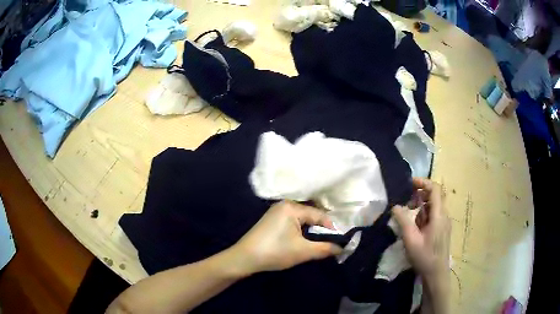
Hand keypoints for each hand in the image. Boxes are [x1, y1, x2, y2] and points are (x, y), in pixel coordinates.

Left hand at [231, 201, 341, 274]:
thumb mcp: (303, 251)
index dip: (331, 228)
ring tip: (319, 243)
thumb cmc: (275, 252)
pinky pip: (293, 222)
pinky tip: (304, 240)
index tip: (340, 241)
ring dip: (311, 231)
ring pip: (302, 219)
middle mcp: (285, 204)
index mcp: (292, 207)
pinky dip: (301, 230)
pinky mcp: (272, 220)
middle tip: (331, 242)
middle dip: (321, 229)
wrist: (245, 258)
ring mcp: (277, 211)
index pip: (320, 215)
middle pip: (311, 215)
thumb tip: (341, 248)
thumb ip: (325, 248)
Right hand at [392, 178, 450, 277]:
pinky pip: (434, 215)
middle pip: (435, 196)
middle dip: (420, 195)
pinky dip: (424, 215)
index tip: (410, 183)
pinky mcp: (442, 229)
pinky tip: (416, 228)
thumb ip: (403, 221)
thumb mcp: (411, 239)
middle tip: (407, 203)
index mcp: (439, 215)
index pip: (435, 189)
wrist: (436, 273)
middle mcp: (444, 215)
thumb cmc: (424, 256)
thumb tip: (395, 206)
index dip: (423, 182)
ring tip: (409, 219)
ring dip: (421, 207)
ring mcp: (444, 222)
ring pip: (433, 206)